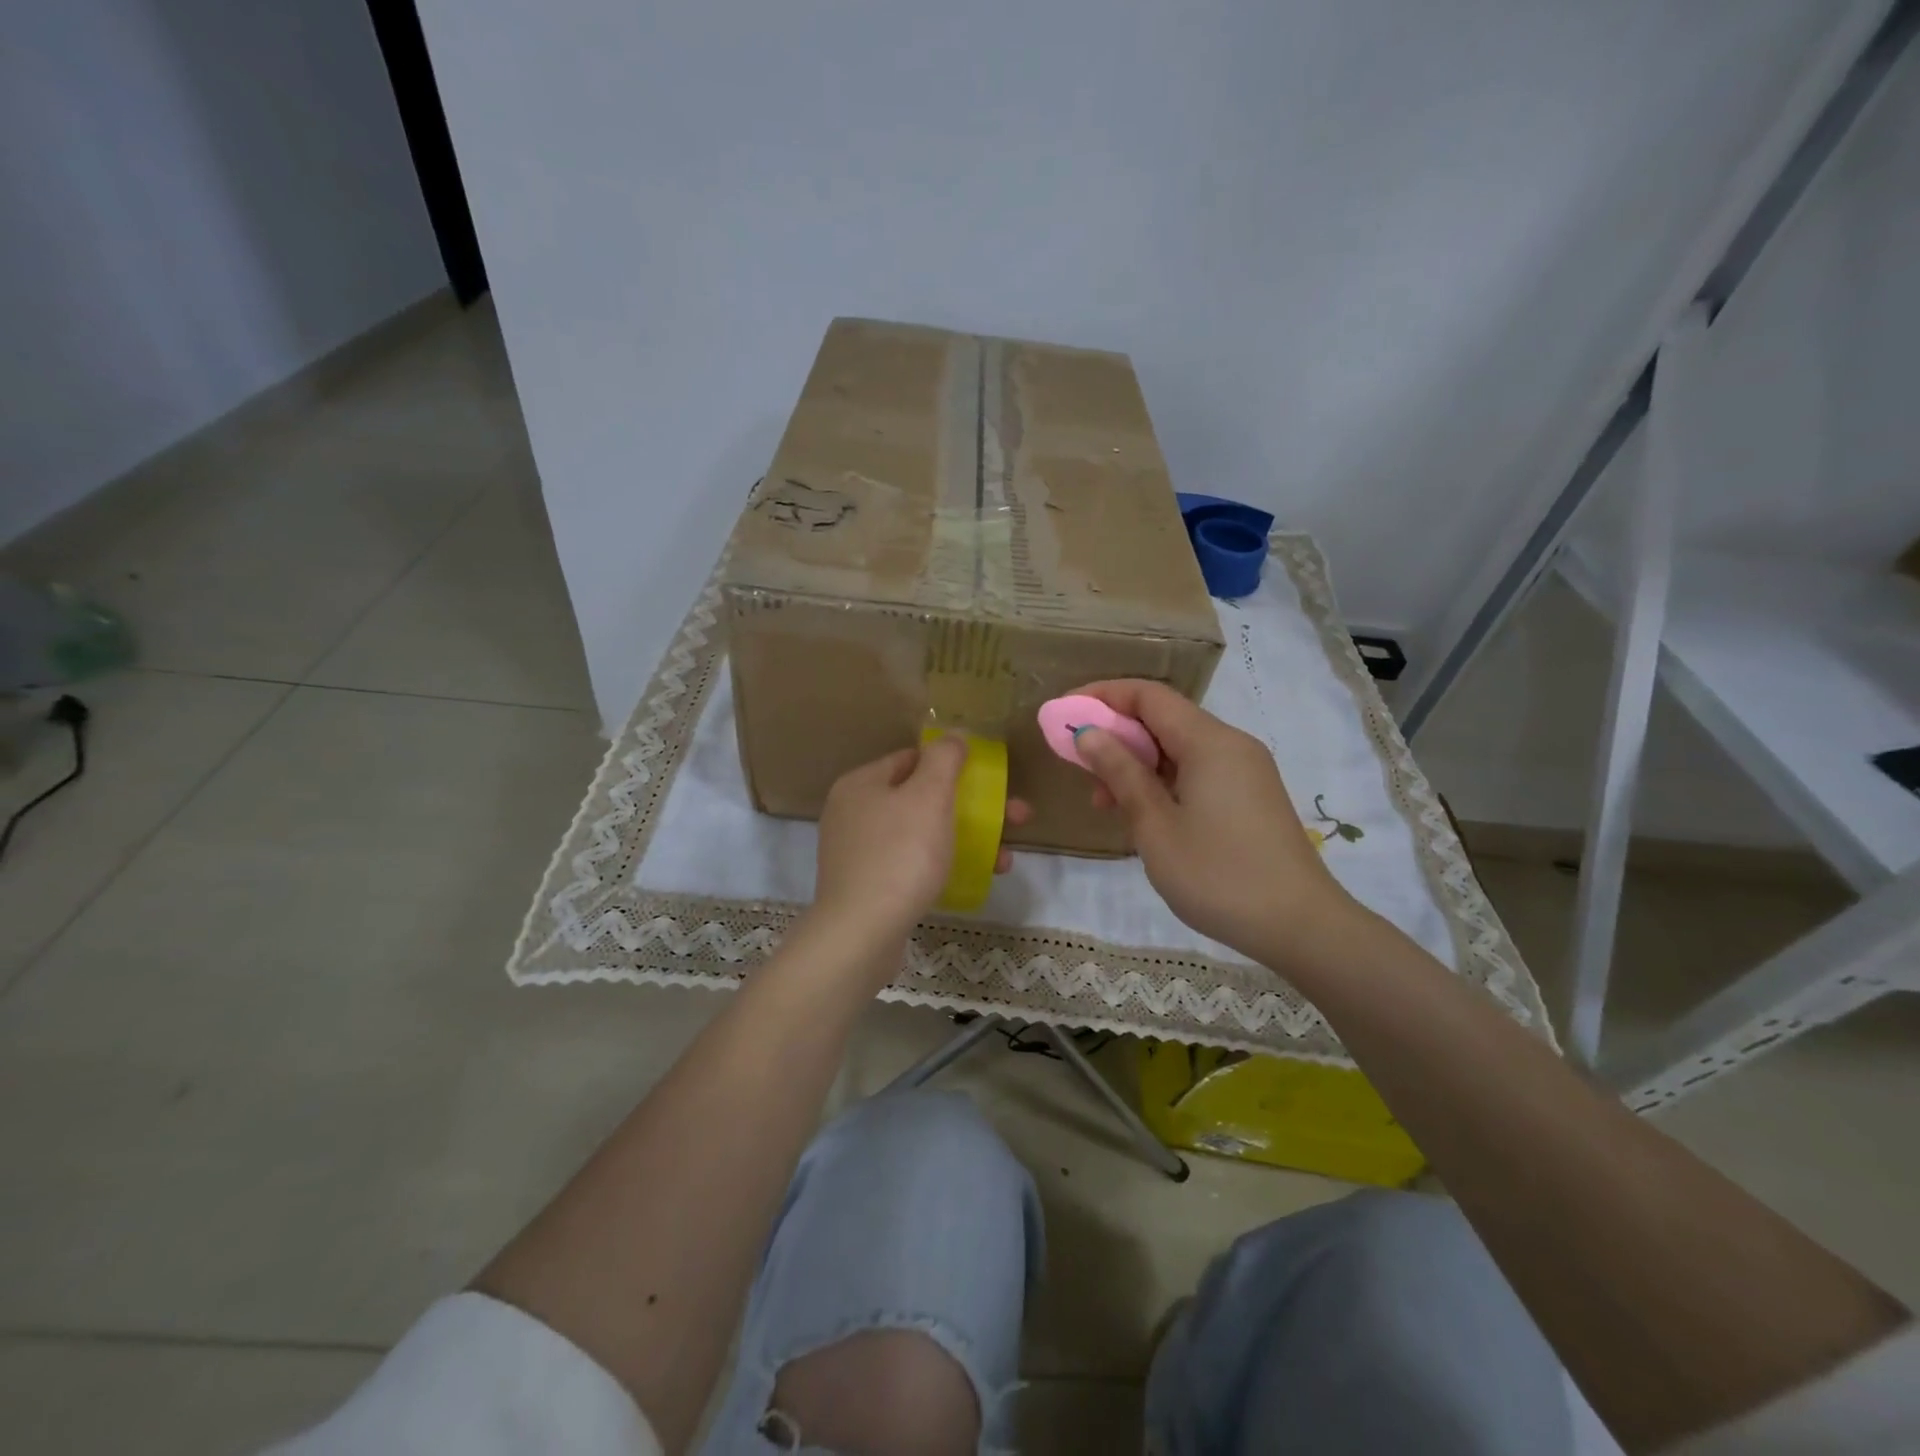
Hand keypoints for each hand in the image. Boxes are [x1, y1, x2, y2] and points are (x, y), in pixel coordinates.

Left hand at [811, 737, 1029, 948]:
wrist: (861, 934)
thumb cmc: (900, 856)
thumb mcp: (929, 797)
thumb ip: (944, 759)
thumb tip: (954, 736)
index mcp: (861, 783)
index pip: (912, 759)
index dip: (953, 766)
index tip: (990, 783)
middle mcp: (854, 812)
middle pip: (921, 798)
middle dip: (973, 808)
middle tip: (1015, 820)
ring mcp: (858, 852)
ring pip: (921, 834)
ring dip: (966, 839)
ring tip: (1005, 859)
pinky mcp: (867, 886)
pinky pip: (911, 864)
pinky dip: (943, 865)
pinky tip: (973, 878)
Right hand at [1070, 680, 1352, 964]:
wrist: (1300, 926)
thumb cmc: (1218, 875)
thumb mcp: (1156, 826)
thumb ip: (1121, 773)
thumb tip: (1088, 734)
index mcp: (1209, 742)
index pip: (1148, 696)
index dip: (1102, 696)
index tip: (1064, 714)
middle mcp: (1230, 745)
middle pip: (1163, 719)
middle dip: (1115, 734)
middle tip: (1076, 763)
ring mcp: (1244, 771)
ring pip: (1178, 749)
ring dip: (1135, 763)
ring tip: (1102, 801)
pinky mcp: (1249, 797)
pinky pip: (1196, 771)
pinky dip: (1161, 781)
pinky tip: (1140, 813)